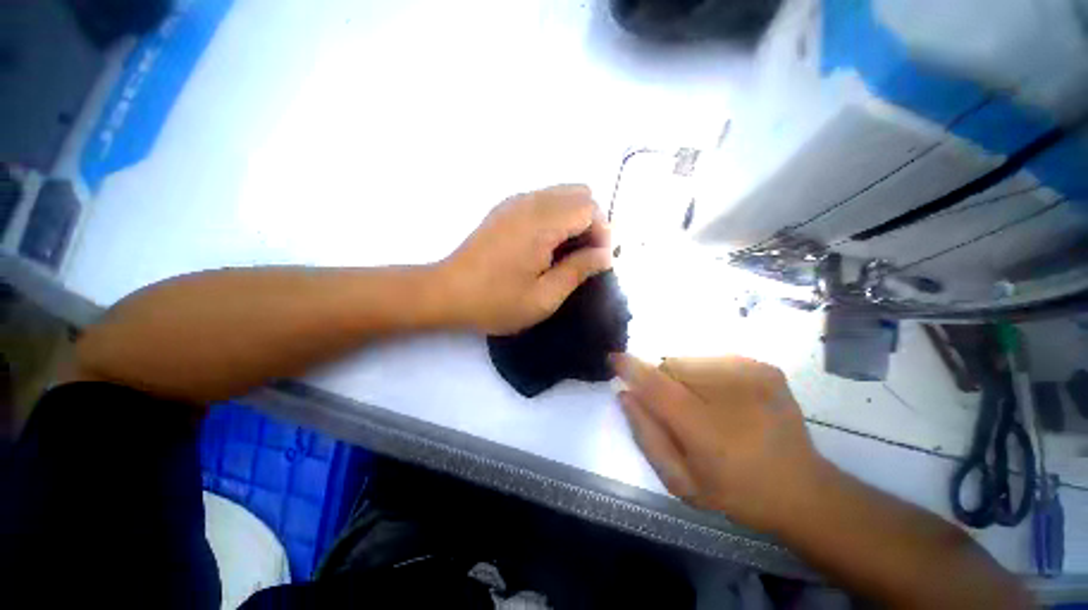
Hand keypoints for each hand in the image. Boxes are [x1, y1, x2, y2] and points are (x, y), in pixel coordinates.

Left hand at [440, 185, 611, 334]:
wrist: (446, 293)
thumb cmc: (496, 301)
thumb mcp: (544, 297)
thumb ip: (578, 270)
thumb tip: (606, 255)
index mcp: (541, 224)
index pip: (590, 208)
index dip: (602, 233)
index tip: (597, 261)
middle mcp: (529, 203)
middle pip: (579, 193)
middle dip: (592, 221)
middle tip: (585, 255)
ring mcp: (514, 202)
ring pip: (561, 193)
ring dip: (574, 218)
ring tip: (567, 252)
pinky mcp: (504, 209)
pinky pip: (542, 199)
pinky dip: (556, 216)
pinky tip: (545, 245)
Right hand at [612, 354, 826, 532]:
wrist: (801, 488)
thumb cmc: (735, 492)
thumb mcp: (681, 481)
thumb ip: (646, 436)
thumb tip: (625, 395)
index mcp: (708, 431)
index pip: (658, 387)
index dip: (631, 369)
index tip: (613, 359)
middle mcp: (732, 393)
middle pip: (671, 367)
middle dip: (663, 383)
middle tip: (680, 411)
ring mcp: (752, 375)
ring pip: (689, 361)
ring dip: (685, 379)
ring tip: (705, 406)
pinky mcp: (764, 367)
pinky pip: (712, 360)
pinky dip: (707, 375)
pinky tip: (725, 400)